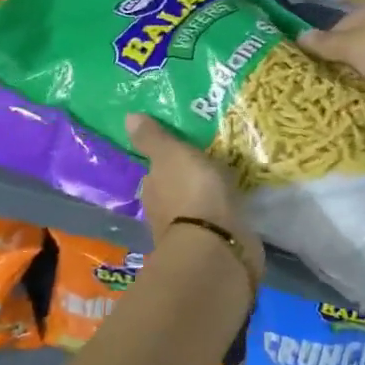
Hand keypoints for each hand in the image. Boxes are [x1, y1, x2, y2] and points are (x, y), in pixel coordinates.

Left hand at [127, 114, 261, 285]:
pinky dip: (222, 216)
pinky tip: (236, 207)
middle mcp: (163, 212)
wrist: (216, 246)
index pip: (156, 172)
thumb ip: (153, 138)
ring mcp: (188, 232)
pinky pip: (217, 224)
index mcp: (151, 189)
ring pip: (196, 208)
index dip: (168, 161)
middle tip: (210, 164)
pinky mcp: (213, 247)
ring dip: (207, 199)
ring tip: (227, 183)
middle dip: (189, 181)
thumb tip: (128, 117)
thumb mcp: (172, 155)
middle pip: (175, 191)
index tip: (186, 151)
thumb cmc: (191, 193)